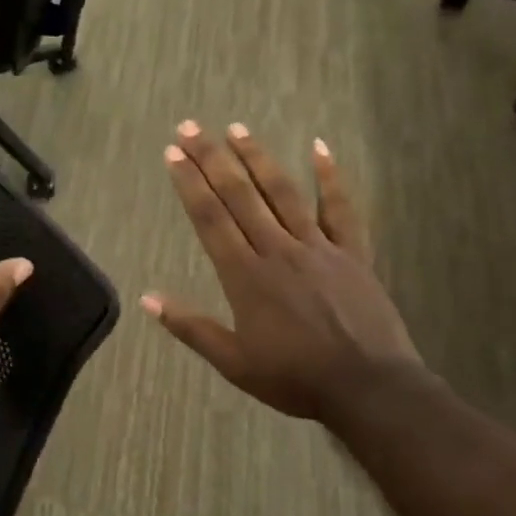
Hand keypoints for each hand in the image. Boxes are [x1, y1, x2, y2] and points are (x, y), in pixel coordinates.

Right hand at [145, 121, 421, 429]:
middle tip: (191, 127)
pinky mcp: (353, 253)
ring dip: (258, 157)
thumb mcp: (233, 362)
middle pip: (240, 195)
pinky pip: (341, 208)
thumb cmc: (295, 378)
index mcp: (245, 276)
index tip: (173, 153)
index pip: (211, 218)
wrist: (369, 388)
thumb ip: (191, 327)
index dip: (190, 183)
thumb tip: (147, 299)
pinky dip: (331, 176)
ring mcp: (318, 247)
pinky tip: (318, 147)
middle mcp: (278, 250)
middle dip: (212, 159)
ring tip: (236, 128)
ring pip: (284, 192)